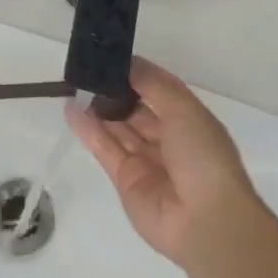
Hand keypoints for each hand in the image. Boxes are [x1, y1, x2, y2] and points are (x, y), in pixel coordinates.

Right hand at [68, 57, 261, 267]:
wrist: (205, 220)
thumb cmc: (202, 155)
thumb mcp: (183, 109)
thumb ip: (152, 84)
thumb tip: (128, 63)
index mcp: (189, 120)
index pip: (159, 90)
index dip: (137, 74)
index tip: (111, 57)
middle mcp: (168, 139)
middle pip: (136, 108)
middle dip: (115, 90)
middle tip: (87, 70)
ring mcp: (146, 161)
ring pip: (119, 128)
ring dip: (99, 108)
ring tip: (74, 85)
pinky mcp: (125, 180)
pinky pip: (105, 149)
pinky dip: (89, 130)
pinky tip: (72, 110)